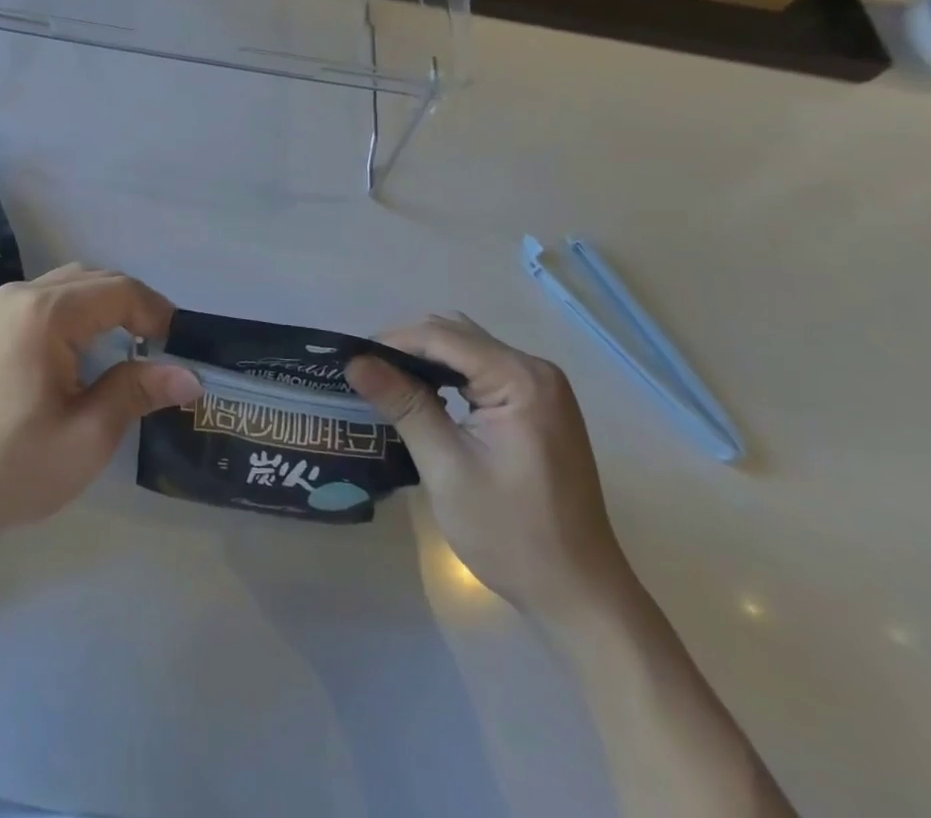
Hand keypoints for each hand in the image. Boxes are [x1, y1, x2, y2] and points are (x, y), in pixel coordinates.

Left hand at [0, 265, 201, 545]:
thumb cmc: (14, 466)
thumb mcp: (88, 435)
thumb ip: (138, 391)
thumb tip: (190, 375)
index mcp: (46, 312)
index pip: (119, 291)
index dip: (158, 313)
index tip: (182, 348)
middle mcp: (22, 294)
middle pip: (96, 279)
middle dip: (135, 306)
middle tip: (163, 348)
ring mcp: (1, 307)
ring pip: (71, 285)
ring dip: (107, 306)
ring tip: (132, 346)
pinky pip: (48, 300)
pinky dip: (79, 313)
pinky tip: (87, 351)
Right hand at [346, 314, 632, 623]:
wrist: (579, 595)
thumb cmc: (511, 534)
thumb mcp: (446, 467)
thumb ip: (403, 404)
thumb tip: (354, 361)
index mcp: (520, 379)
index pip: (441, 336)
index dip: (392, 342)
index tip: (351, 360)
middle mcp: (536, 370)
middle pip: (456, 335)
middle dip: (407, 349)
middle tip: (366, 375)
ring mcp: (542, 388)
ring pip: (467, 350)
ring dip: (426, 361)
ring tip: (387, 384)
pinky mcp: (539, 407)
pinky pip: (483, 372)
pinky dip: (449, 377)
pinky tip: (425, 399)